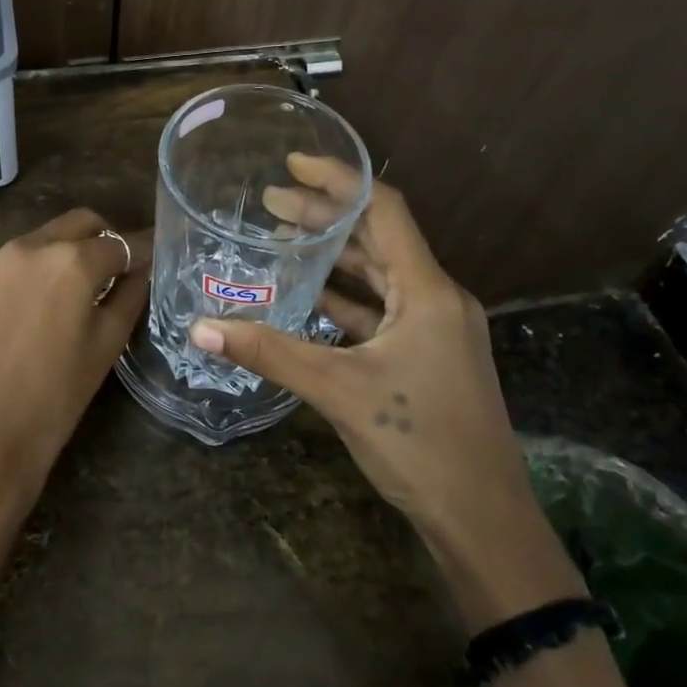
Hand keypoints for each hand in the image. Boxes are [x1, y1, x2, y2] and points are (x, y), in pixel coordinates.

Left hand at [0, 210, 148, 523]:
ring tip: (87, 291)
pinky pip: (22, 261)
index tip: (157, 258)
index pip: (121, 242)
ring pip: (48, 238)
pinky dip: (44, 268)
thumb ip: (129, 296)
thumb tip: (141, 270)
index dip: (143, 251)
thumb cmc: (53, 398)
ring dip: (72, 251)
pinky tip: (51, 306)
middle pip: (81, 224)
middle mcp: (32, 247)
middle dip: (106, 240)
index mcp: (70, 260)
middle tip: (123, 272)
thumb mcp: (105, 346)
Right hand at [190, 155, 582, 628]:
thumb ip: (269, 352)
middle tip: (269, 201)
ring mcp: (435, 330)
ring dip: (333, 256)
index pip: (383, 209)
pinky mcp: (427, 357)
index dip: (339, 180)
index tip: (293, 164)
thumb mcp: (338, 390)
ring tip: (280, 238)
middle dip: (325, 216)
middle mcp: (436, 298)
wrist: (484, 521)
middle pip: (377, 238)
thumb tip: (202, 327)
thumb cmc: (419, 442)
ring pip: (378, 275)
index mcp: (428, 290)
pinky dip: (344, 299)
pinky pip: (380, 311)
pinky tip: (307, 297)